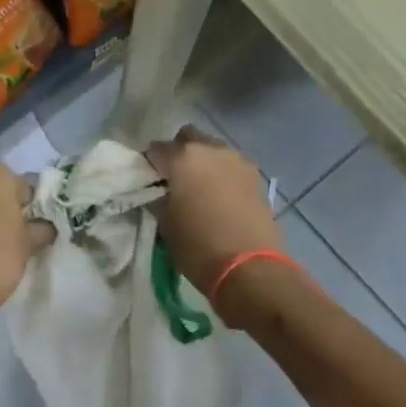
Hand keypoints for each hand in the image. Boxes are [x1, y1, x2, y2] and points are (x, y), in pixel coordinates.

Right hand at [145, 126, 282, 299]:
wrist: (250, 268)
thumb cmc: (198, 247)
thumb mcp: (165, 225)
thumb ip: (157, 199)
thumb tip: (157, 192)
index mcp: (183, 157)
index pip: (155, 150)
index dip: (149, 166)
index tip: (149, 184)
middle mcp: (211, 149)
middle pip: (188, 138)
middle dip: (178, 154)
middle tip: (174, 182)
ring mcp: (238, 160)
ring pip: (212, 150)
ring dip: (203, 162)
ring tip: (200, 191)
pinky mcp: (256, 176)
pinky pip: (231, 166)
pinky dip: (222, 175)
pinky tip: (220, 199)